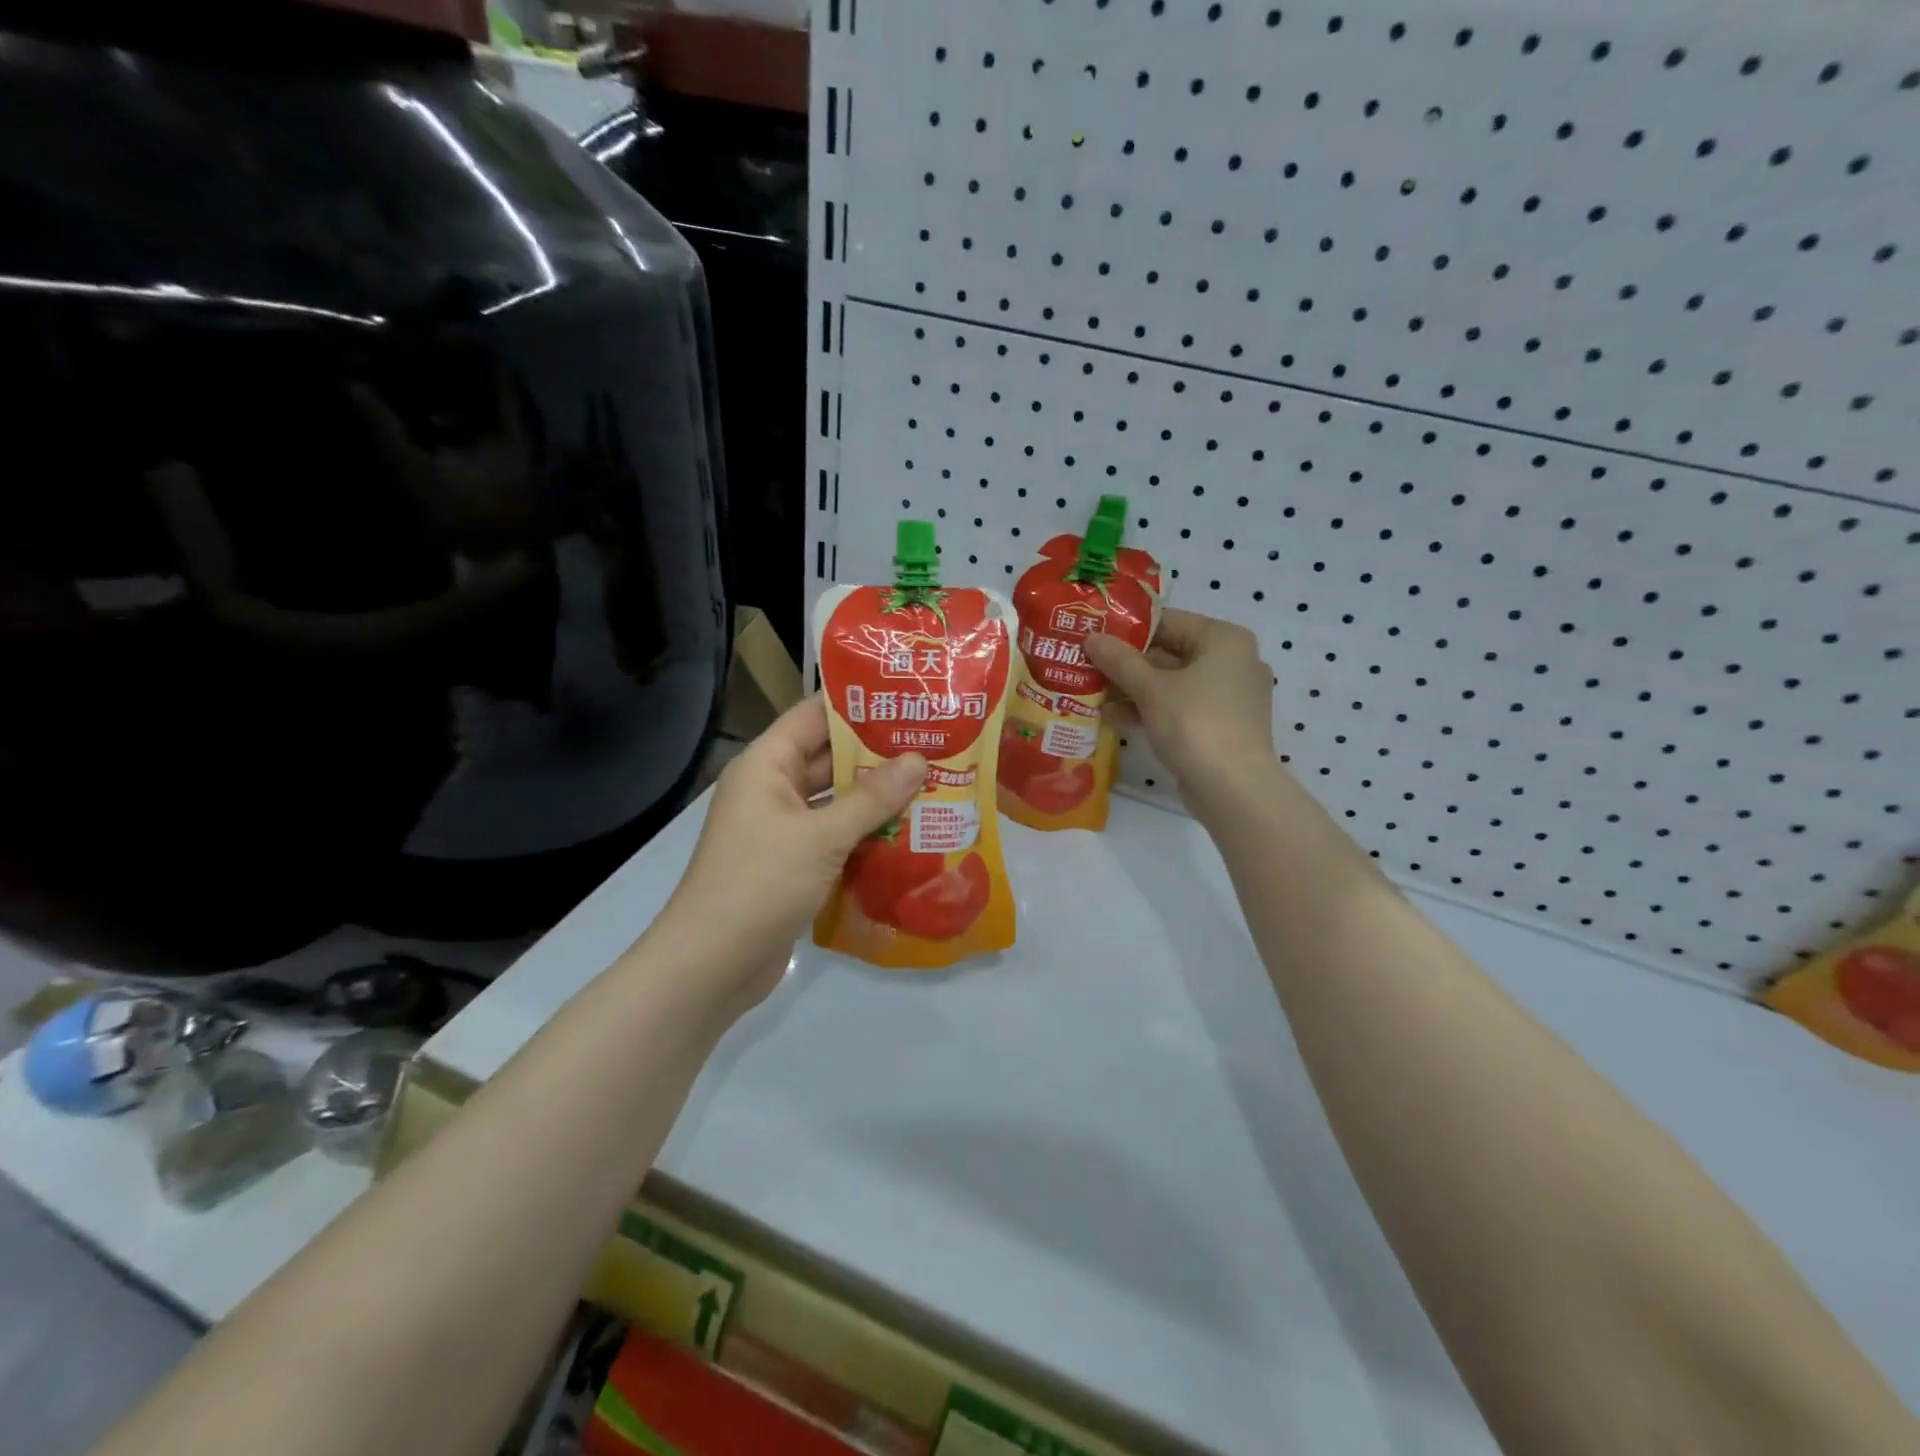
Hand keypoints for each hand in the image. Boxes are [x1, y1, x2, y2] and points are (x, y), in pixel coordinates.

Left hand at [660, 698, 924, 1010]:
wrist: (712, 965)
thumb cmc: (762, 883)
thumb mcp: (822, 836)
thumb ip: (873, 798)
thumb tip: (919, 760)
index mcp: (767, 765)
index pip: (814, 716)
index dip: (858, 705)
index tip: (908, 699)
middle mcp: (773, 789)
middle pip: (829, 758)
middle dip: (879, 754)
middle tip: (935, 745)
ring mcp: (781, 829)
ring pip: (836, 801)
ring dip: (878, 798)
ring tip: (934, 785)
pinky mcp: (792, 864)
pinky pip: (835, 837)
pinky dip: (866, 834)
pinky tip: (911, 833)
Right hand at [1082, 608, 1279, 817]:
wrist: (1234, 789)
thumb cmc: (1195, 724)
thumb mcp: (1151, 689)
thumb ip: (1119, 661)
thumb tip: (1091, 638)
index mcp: (1224, 640)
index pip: (1168, 621)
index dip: (1128, 629)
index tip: (1093, 636)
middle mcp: (1232, 662)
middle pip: (1169, 652)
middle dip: (1126, 663)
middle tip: (1086, 664)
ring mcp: (1228, 696)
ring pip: (1172, 683)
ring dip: (1132, 689)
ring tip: (1091, 692)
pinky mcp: (1220, 726)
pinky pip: (1179, 707)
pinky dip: (1150, 709)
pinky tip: (1113, 717)